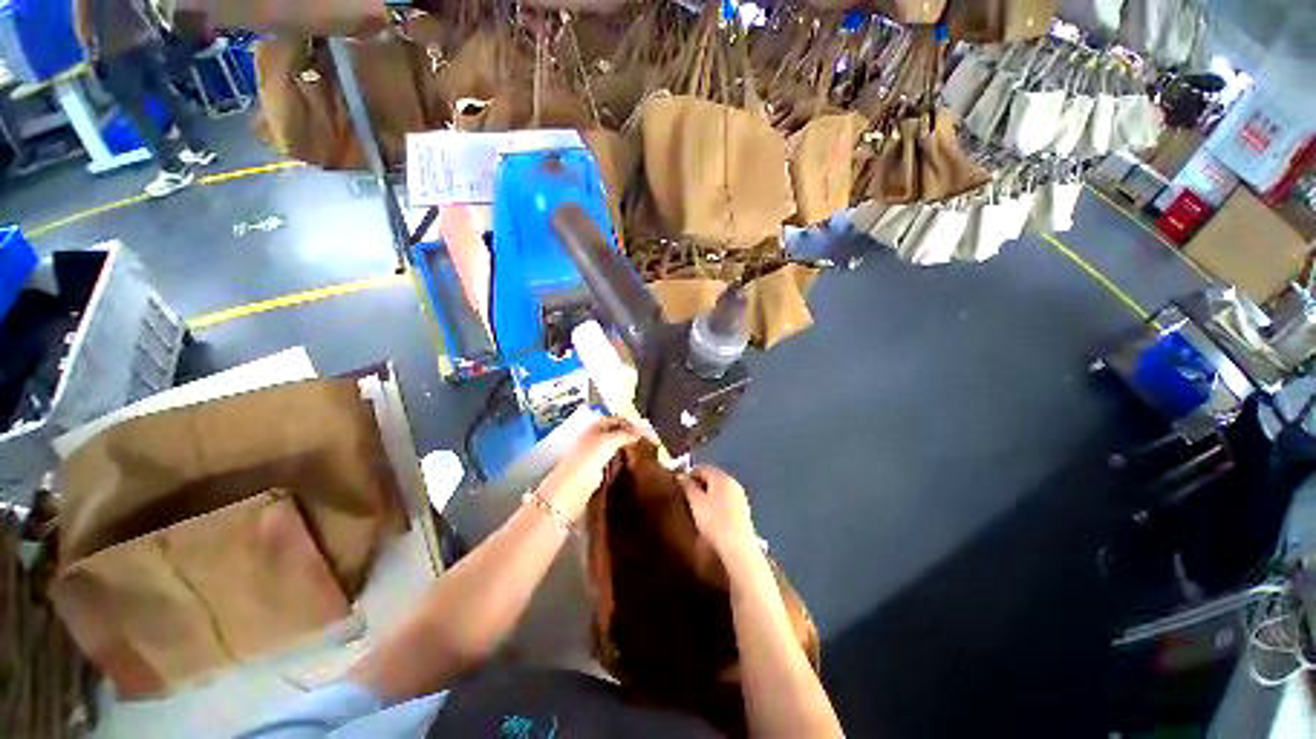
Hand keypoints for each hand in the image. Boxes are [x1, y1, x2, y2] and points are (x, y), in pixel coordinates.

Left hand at [534, 417, 644, 520]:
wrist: (571, 489)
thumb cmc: (588, 459)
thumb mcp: (609, 441)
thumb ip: (625, 435)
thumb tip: (640, 433)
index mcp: (595, 427)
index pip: (616, 419)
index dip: (630, 423)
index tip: (645, 431)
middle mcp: (594, 438)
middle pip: (616, 433)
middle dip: (630, 436)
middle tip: (647, 442)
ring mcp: (595, 455)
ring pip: (615, 448)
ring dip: (627, 450)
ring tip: (643, 454)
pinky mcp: (597, 471)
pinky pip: (614, 463)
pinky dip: (623, 463)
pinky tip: (632, 466)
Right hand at [679, 466, 758, 560]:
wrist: (738, 550)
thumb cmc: (714, 522)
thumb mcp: (695, 502)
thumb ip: (687, 485)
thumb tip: (680, 474)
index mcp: (721, 477)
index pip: (701, 468)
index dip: (688, 476)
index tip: (678, 489)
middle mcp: (733, 482)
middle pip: (711, 478)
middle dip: (698, 486)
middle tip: (686, 501)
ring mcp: (740, 497)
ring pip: (718, 491)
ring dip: (707, 497)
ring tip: (696, 512)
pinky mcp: (743, 512)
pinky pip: (725, 502)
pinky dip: (716, 506)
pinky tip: (710, 520)